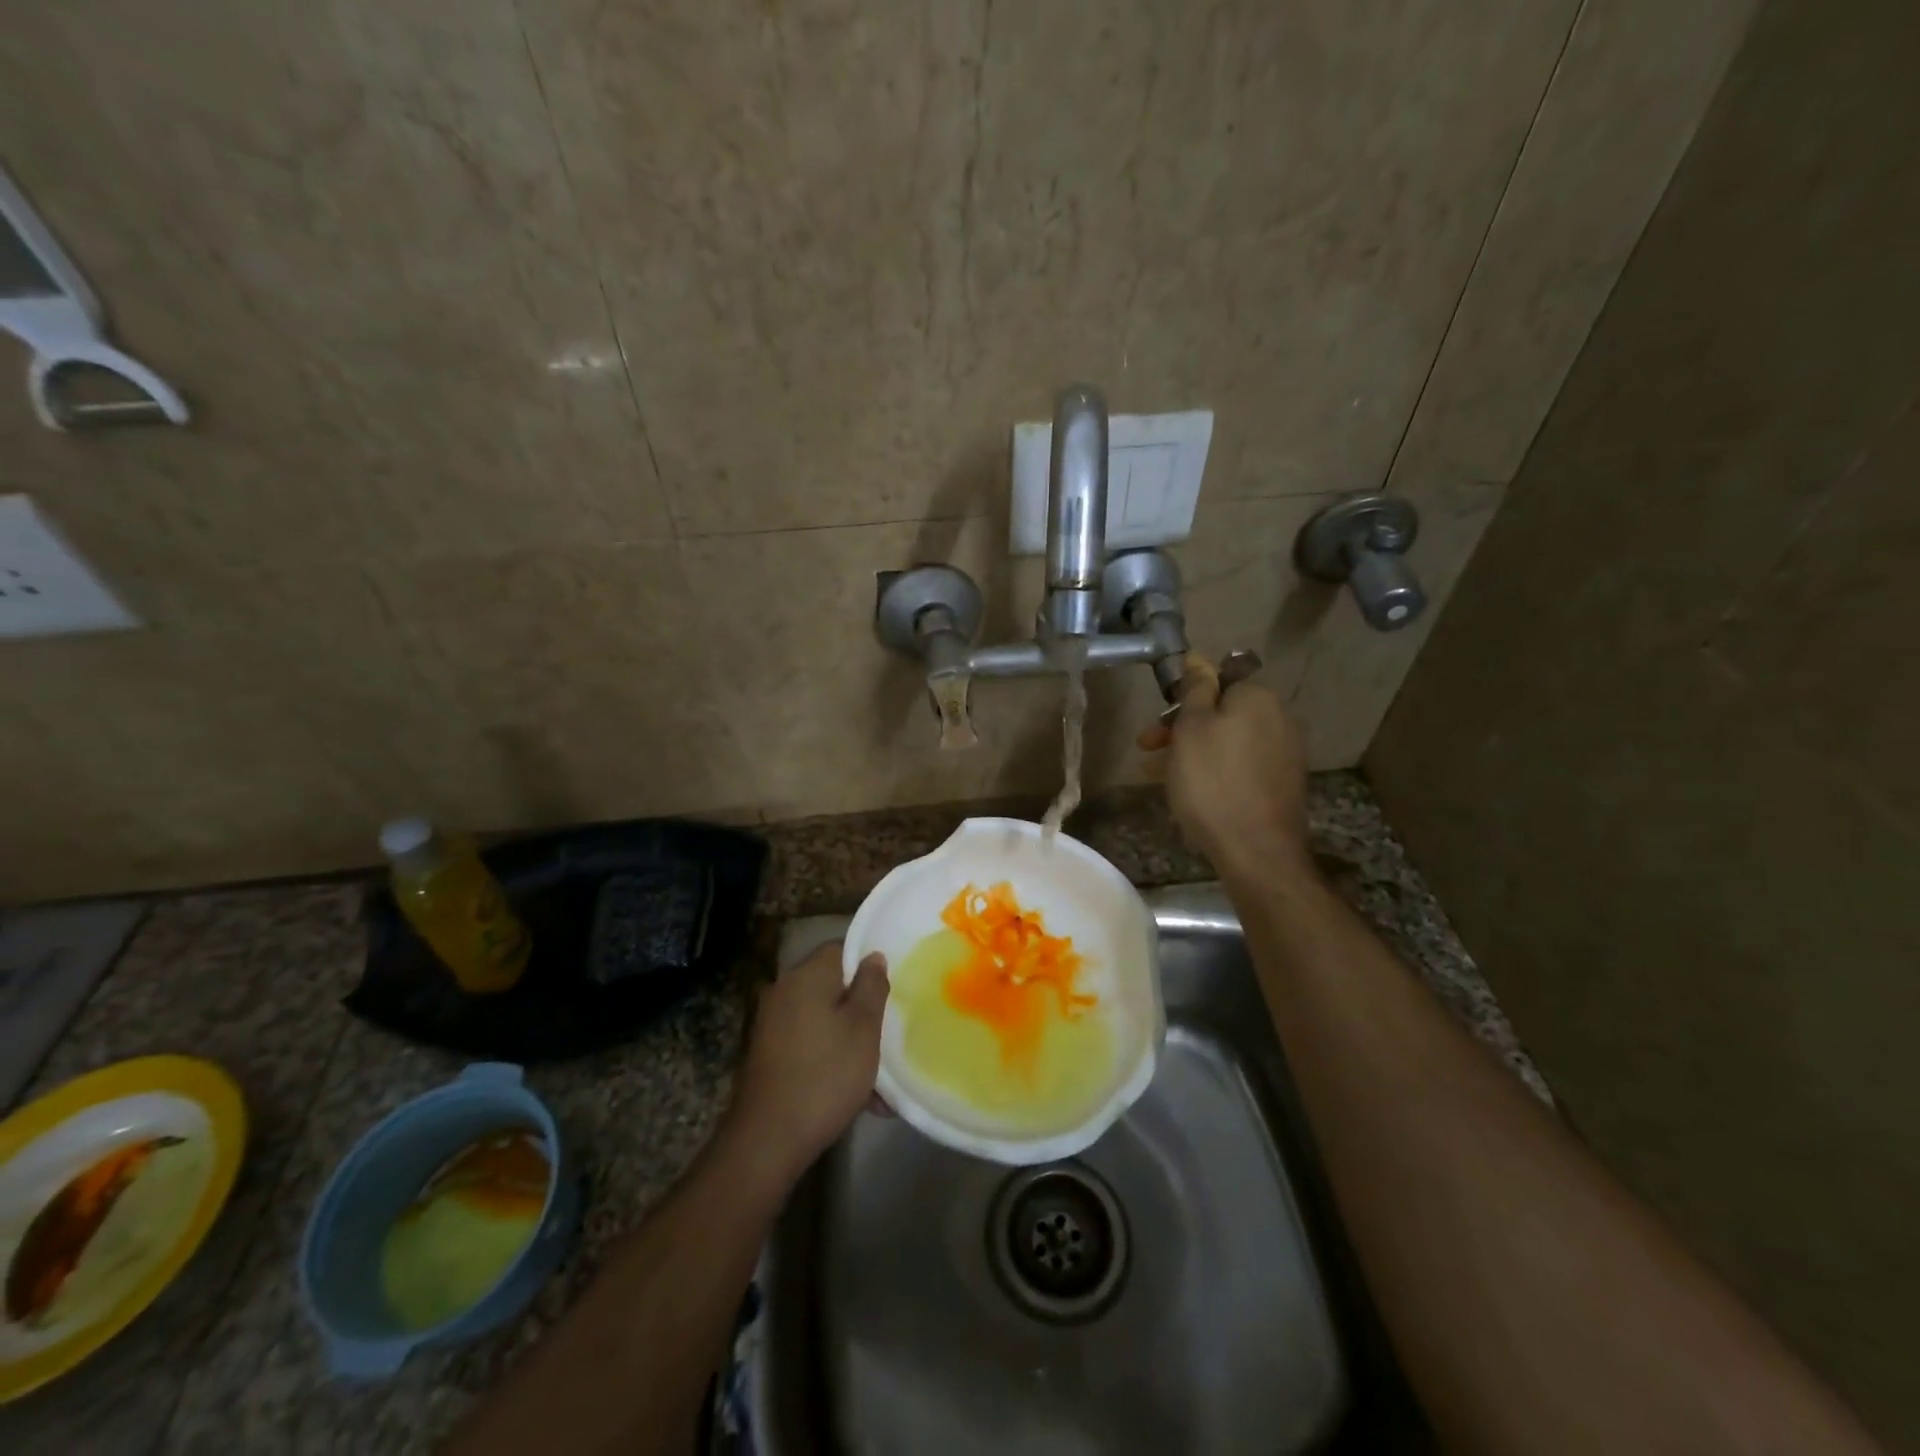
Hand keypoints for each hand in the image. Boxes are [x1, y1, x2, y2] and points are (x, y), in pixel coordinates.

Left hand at [723, 942, 888, 1189]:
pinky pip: (811, 1045)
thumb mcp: (863, 1028)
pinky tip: (860, 1097)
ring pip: (824, 1021)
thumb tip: (873, 956)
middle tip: (889, 1033)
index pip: (840, 949)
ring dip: (852, 1042)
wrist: (768, 1140)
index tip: (891, 989)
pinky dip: (833, 1061)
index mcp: (806, 976)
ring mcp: (773, 1025)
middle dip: (863, 1010)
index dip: (868, 965)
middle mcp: (784, 992)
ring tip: (881, 1079)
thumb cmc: (825, 1075)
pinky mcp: (770, 1056)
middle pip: (833, 986)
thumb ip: (872, 986)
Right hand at [1138, 658, 1312, 879]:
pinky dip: (1214, 772)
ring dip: (1192, 754)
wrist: (1256, 850)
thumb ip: (1195, 690)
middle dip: (1181, 730)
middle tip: (1148, 752)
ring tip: (1159, 778)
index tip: (1157, 725)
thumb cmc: (1212, 783)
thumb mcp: (1191, 728)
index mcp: (1257, 697)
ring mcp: (1283, 753)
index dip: (1181, 701)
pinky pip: (1239, 766)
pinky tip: (1191, 794)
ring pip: (1226, 742)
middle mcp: (1278, 718)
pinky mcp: (1281, 783)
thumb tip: (1198, 660)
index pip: (1215, 680)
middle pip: (1220, 713)